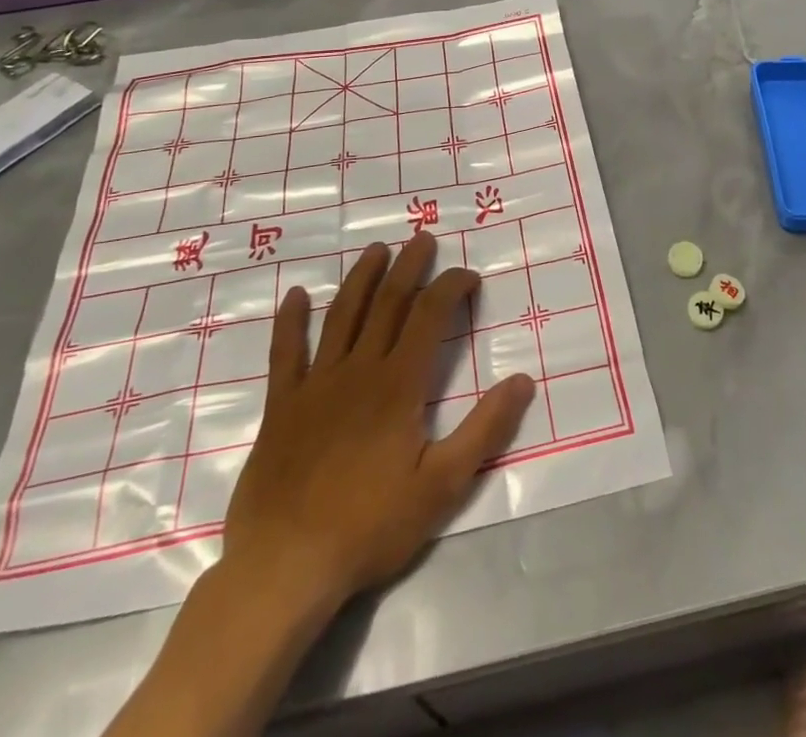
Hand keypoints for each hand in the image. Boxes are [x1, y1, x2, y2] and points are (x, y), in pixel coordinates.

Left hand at [218, 233, 535, 608]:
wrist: (285, 566)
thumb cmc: (370, 526)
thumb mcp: (443, 485)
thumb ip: (485, 429)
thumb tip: (523, 380)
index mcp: (399, 385)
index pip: (430, 316)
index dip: (451, 287)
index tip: (468, 275)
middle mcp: (359, 370)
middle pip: (388, 303)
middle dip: (409, 266)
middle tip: (422, 238)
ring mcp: (316, 384)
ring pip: (342, 316)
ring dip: (361, 278)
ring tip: (375, 250)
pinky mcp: (282, 406)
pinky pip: (286, 353)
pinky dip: (291, 321)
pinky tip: (296, 295)